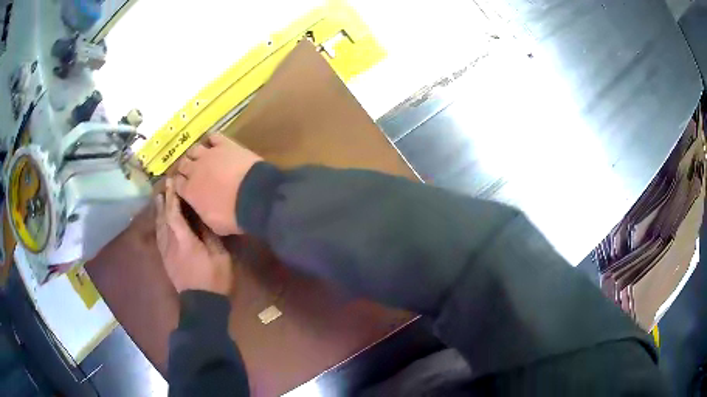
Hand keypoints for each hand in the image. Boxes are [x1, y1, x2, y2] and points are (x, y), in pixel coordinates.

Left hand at [155, 178, 232, 295]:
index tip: (172, 182)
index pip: (174, 213)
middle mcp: (171, 244)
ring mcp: (166, 253)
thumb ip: (210, 236)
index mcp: (184, 240)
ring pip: (159, 228)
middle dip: (163, 201)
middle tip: (163, 185)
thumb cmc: (214, 280)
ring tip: (158, 199)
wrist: (202, 305)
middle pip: (163, 218)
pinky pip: (159, 238)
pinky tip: (159, 222)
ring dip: (158, 212)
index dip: (172, 196)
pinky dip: (159, 225)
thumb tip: (203, 218)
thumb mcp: (220, 257)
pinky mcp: (166, 261)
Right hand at [174, 133, 261, 234]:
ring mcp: (209, 154)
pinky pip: (213, 136)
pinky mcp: (225, 144)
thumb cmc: (233, 216)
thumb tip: (201, 207)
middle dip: (184, 168)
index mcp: (190, 192)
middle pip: (182, 164)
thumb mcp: (214, 224)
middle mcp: (194, 170)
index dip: (179, 184)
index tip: (183, 186)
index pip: (177, 184)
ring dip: (195, 154)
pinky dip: (211, 139)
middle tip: (191, 172)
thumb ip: (203, 212)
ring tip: (200, 158)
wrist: (254, 196)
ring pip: (194, 149)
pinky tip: (213, 143)